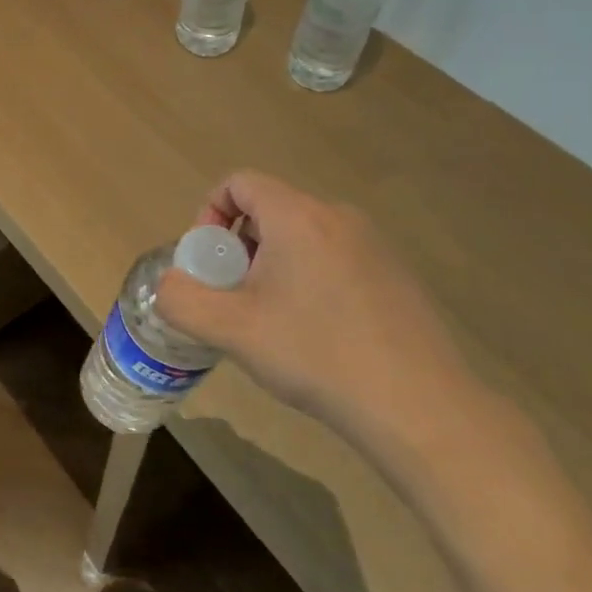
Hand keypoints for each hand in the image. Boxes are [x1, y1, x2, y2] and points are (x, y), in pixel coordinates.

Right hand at [156, 171, 481, 450]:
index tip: (208, 262)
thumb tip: (170, 286)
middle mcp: (337, 217)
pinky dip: (309, 280)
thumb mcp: (232, 330)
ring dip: (272, 266)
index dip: (209, 212)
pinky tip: (318, 335)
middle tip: (234, 298)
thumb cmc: (317, 355)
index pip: (239, 182)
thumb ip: (182, 300)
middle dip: (238, 247)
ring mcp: (374, 245)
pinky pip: (334, 258)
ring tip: (272, 321)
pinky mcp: (396, 275)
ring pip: (301, 236)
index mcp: (297, 216)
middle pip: (269, 210)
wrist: (421, 409)